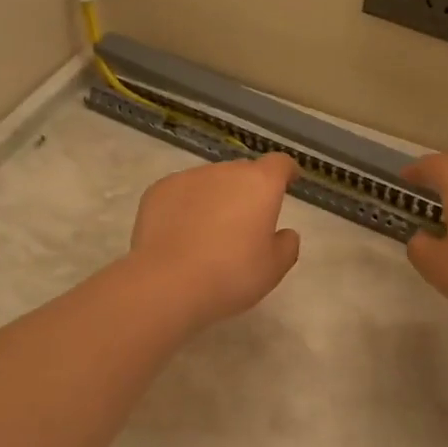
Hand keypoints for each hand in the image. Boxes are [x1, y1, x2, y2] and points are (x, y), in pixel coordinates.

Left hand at [127, 153, 301, 330]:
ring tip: (208, 232)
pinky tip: (180, 234)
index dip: (286, 172)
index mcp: (260, 184)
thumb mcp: (273, 269)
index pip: (279, 164)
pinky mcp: (159, 190)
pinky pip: (181, 192)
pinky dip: (185, 206)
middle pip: (243, 172)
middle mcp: (225, 171)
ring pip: (210, 181)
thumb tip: (285, 233)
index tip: (288, 182)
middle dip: (248, 190)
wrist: (168, 283)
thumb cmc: (231, 275)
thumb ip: (286, 245)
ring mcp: (188, 177)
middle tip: (246, 222)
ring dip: (215, 197)